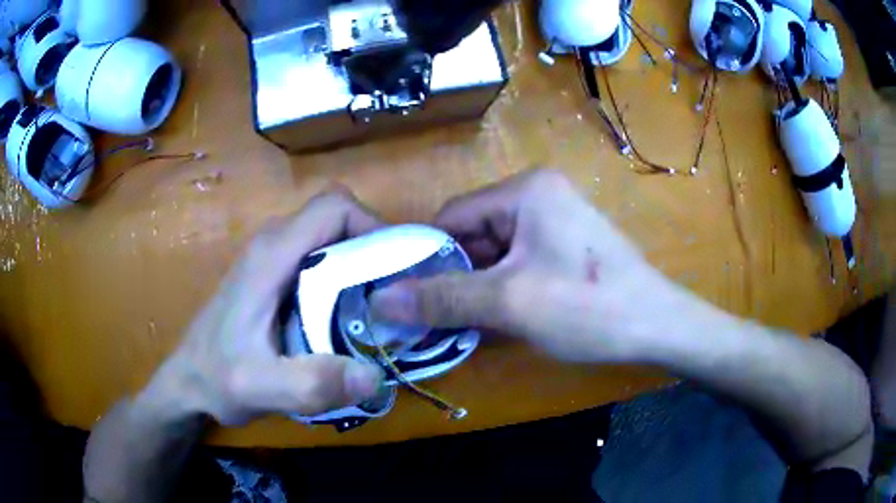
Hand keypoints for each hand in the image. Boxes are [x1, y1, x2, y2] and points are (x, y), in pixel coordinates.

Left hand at [151, 191, 385, 425]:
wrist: (188, 381)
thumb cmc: (217, 378)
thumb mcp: (259, 388)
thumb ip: (310, 384)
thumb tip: (375, 376)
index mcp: (271, 255)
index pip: (333, 207)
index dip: (372, 225)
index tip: (395, 269)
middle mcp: (272, 244)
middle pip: (336, 220)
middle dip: (372, 248)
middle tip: (393, 296)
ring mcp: (269, 258)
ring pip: (328, 239)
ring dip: (358, 264)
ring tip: (376, 309)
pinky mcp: (270, 276)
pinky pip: (317, 259)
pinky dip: (342, 277)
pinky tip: (344, 318)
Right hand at [371, 169, 667, 361]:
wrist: (658, 327)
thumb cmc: (588, 308)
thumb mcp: (510, 303)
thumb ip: (442, 299)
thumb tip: (380, 300)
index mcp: (524, 190)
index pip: (452, 217)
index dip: (429, 258)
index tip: (414, 299)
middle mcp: (538, 195)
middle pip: (473, 234)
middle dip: (456, 277)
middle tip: (440, 319)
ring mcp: (555, 220)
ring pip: (494, 252)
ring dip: (479, 288)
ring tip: (470, 324)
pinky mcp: (565, 245)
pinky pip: (518, 262)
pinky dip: (503, 289)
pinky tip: (501, 318)